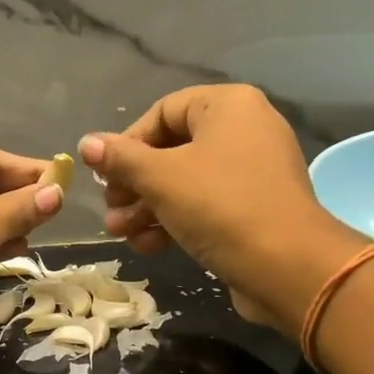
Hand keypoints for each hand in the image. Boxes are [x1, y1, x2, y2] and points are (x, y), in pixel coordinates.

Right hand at [79, 85, 360, 331]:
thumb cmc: (220, 206)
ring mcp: (252, 172)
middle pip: (173, 149)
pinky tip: (148, 246)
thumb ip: (121, 158)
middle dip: (134, 183)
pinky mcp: (253, 209)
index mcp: (228, 106)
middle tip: (110, 208)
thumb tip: (87, 143)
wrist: (286, 266)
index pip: (164, 111)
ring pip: (186, 182)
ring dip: (147, 207)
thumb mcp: (161, 178)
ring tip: (120, 233)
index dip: (128, 142)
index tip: (105, 174)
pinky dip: (175, 221)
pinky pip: (206, 205)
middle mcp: (245, 130)